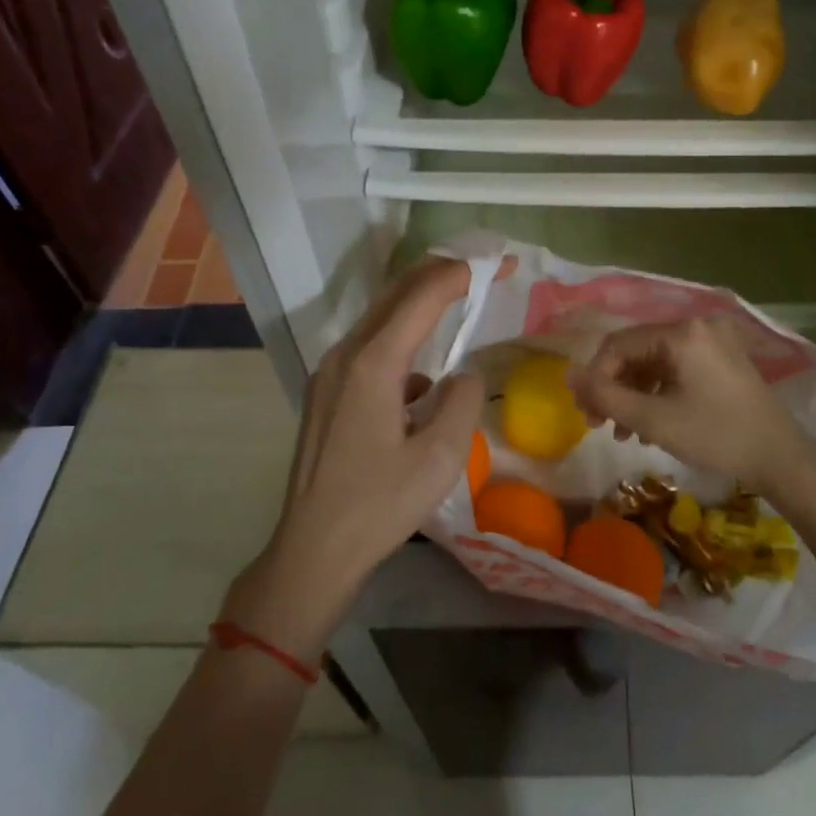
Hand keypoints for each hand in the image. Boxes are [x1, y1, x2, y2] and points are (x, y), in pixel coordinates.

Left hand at [223, 257, 505, 661]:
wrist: (312, 551)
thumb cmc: (378, 506)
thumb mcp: (440, 457)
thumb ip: (463, 401)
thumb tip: (464, 375)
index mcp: (373, 363)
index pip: (423, 296)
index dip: (464, 273)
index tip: (503, 264)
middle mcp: (345, 355)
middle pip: (396, 294)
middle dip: (442, 274)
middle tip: (485, 268)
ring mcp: (329, 372)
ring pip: (380, 318)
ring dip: (420, 303)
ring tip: (458, 299)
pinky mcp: (326, 392)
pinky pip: (369, 348)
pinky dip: (401, 340)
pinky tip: (421, 374)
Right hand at [568, 316, 815, 491]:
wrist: (781, 458)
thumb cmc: (716, 436)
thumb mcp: (654, 419)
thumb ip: (606, 396)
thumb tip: (567, 375)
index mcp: (682, 332)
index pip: (619, 345)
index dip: (596, 378)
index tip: (587, 414)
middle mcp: (697, 325)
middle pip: (636, 350)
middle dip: (614, 387)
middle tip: (599, 424)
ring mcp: (712, 340)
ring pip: (654, 360)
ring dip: (634, 393)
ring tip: (624, 432)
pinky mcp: (721, 358)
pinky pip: (675, 367)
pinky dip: (657, 391)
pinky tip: (650, 424)